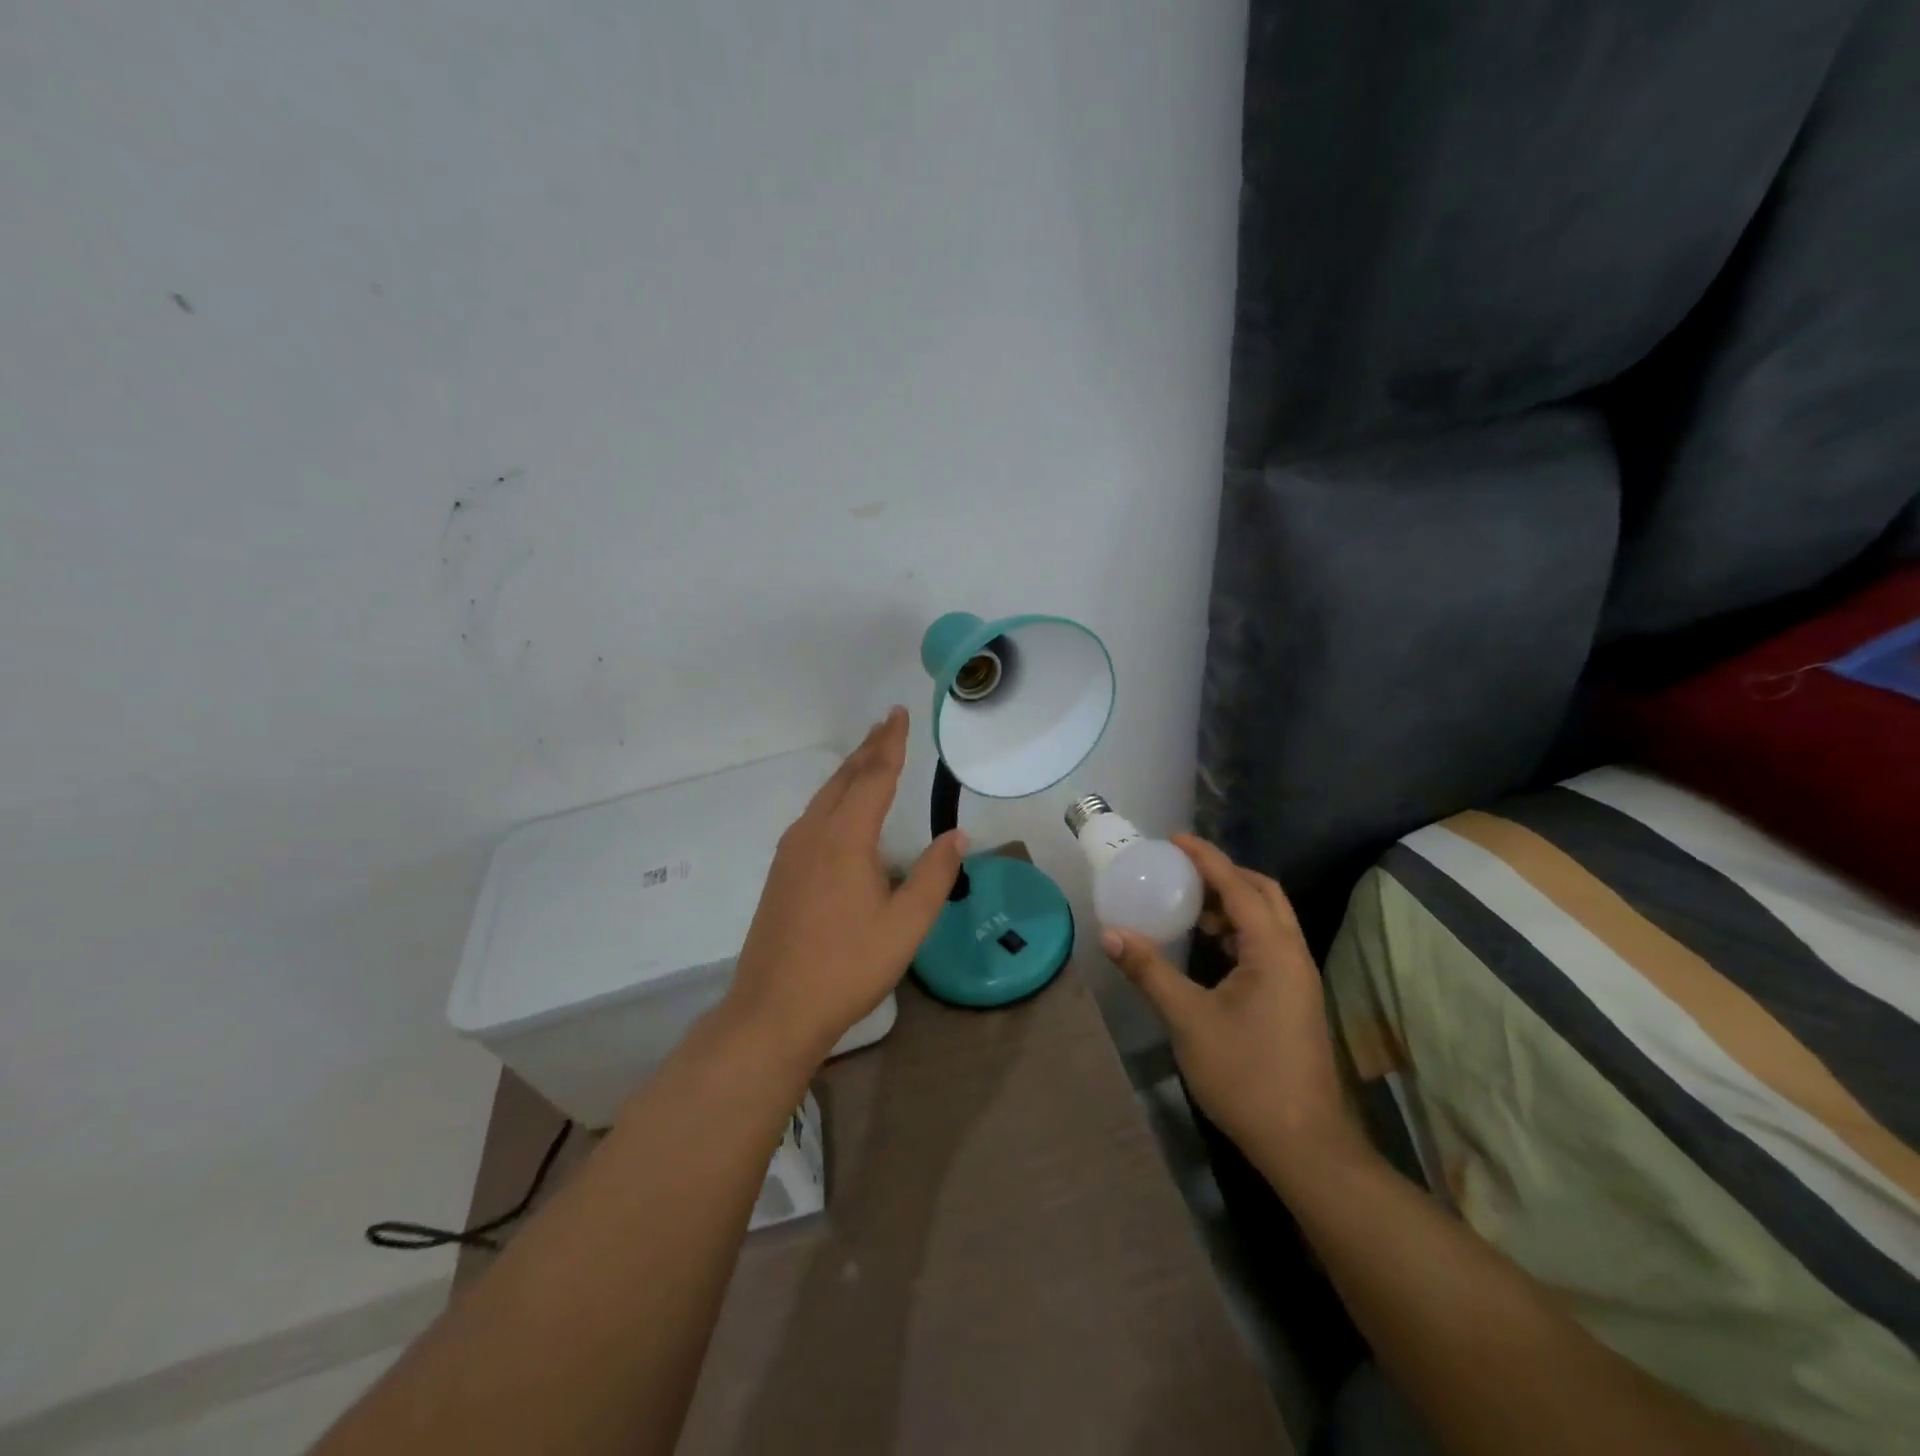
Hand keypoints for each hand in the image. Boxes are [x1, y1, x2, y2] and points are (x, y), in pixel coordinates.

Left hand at [721, 707, 966, 1065]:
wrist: (774, 1009)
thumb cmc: (847, 966)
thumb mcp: (906, 925)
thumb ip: (934, 875)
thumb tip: (957, 835)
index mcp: (845, 838)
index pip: (874, 777)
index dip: (891, 744)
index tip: (899, 714)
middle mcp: (814, 833)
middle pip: (845, 778)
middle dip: (869, 748)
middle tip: (888, 722)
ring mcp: (792, 852)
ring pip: (825, 796)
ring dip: (851, 771)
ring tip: (871, 754)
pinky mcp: (782, 871)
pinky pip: (813, 815)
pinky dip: (835, 796)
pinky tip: (842, 807)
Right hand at [1102, 836, 1362, 1179]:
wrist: (1304, 1144)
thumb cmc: (1246, 1075)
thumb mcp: (1189, 1019)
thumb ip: (1150, 971)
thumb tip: (1111, 933)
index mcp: (1273, 950)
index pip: (1238, 885)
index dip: (1205, 858)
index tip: (1174, 839)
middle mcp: (1292, 954)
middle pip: (1264, 893)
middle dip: (1224, 874)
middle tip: (1182, 870)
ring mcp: (1298, 978)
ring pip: (1269, 920)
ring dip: (1233, 904)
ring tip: (1189, 906)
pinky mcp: (1294, 999)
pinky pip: (1267, 944)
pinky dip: (1239, 932)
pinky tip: (1209, 948)